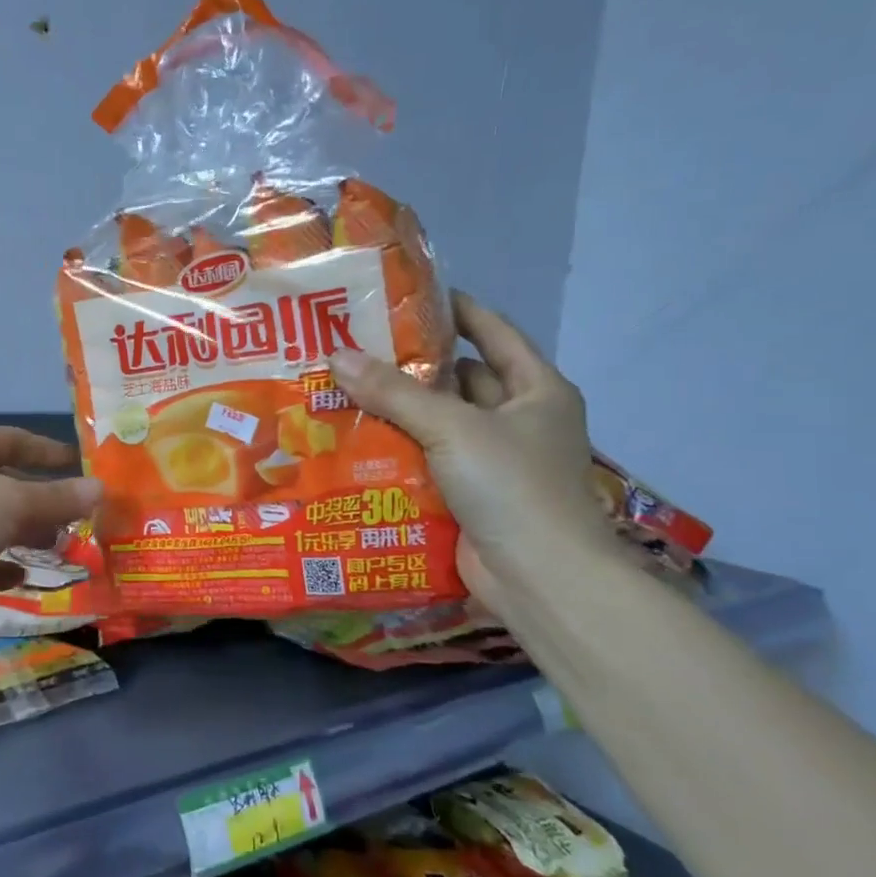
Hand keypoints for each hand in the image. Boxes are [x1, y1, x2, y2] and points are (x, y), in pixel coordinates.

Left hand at [0, 427, 102, 604]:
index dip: (47, 450)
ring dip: (24, 535)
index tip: (81, 464)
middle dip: (41, 500)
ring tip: (59, 549)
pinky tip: (19, 577)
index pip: (10, 440)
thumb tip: (101, 489)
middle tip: (78, 517)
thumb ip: (57, 498)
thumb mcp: (11, 503)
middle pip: (3, 483)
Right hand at [331, 293, 618, 607]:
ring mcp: (495, 461)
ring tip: (345, 389)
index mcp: (536, 390)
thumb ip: (394, 392)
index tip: (410, 297)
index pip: (494, 334)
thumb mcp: (452, 427)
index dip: (457, 312)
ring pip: (440, 423)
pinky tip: (356, 440)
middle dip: (414, 366)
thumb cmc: (511, 485)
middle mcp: (519, 420)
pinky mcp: (470, 495)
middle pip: (462, 380)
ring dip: (401, 411)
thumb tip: (337, 355)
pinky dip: (399, 451)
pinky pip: (429, 461)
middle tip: (358, 348)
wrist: (539, 579)